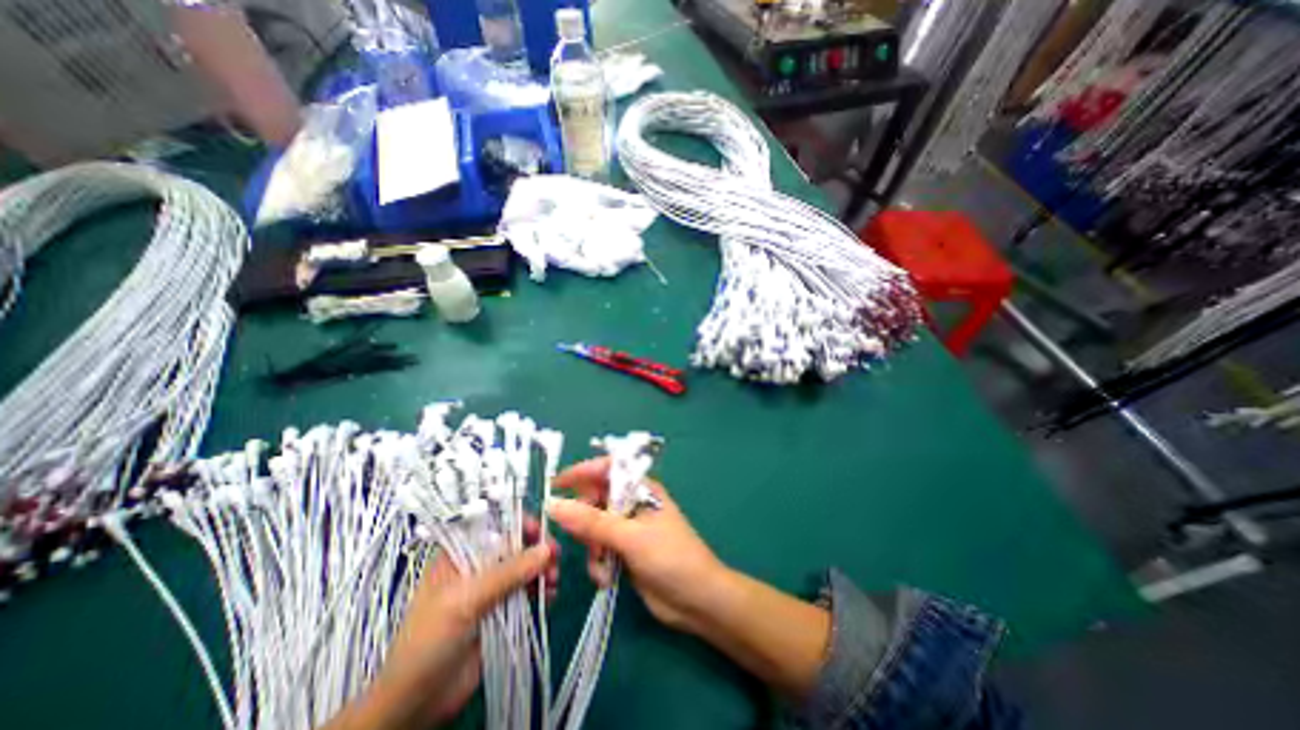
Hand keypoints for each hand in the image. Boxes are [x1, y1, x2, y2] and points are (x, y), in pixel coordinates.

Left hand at [326, 519, 558, 728]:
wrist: (416, 704)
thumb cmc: (429, 641)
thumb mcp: (465, 601)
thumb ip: (506, 574)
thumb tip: (545, 550)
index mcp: (459, 555)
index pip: (494, 526)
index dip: (518, 523)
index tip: (541, 530)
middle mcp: (477, 566)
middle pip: (514, 546)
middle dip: (536, 549)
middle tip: (555, 557)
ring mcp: (490, 589)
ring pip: (524, 568)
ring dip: (542, 569)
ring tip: (554, 580)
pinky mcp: (502, 611)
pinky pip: (528, 592)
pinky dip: (542, 590)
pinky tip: (551, 596)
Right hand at [544, 457, 729, 631]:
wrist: (697, 601)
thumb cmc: (670, 557)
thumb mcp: (631, 537)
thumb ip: (592, 522)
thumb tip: (554, 504)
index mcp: (640, 488)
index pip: (607, 469)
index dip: (581, 472)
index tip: (554, 485)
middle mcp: (632, 503)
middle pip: (595, 499)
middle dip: (583, 520)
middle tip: (580, 539)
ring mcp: (627, 528)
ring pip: (593, 527)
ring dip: (591, 547)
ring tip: (600, 564)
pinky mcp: (624, 551)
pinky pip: (598, 549)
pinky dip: (597, 563)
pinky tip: (606, 578)